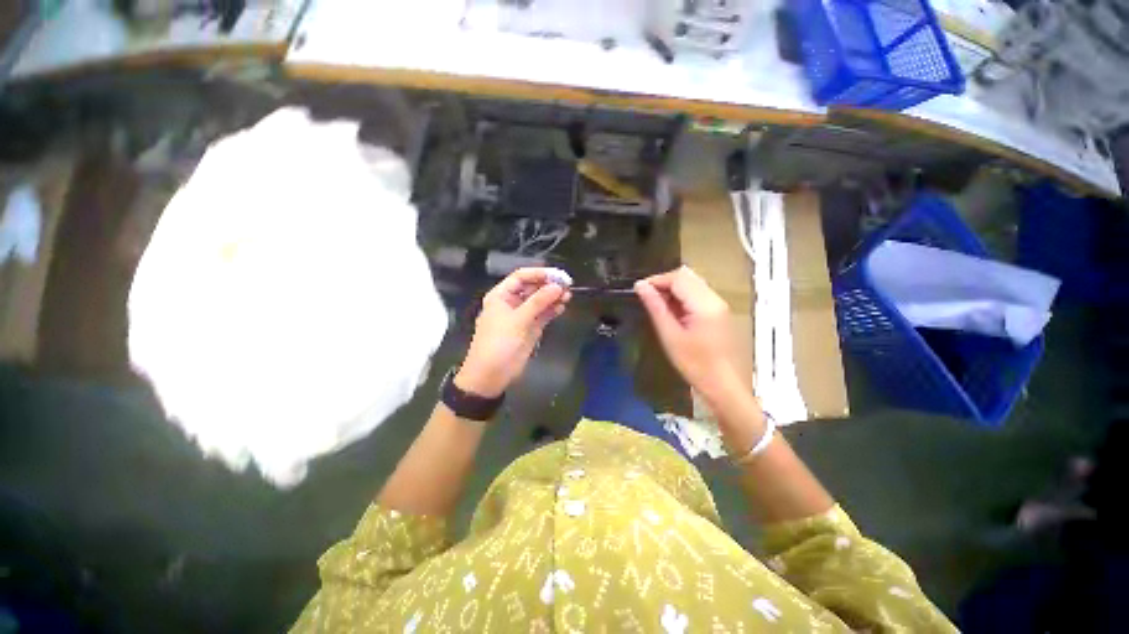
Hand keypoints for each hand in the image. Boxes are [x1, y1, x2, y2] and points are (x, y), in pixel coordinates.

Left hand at [456, 268, 570, 397]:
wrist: (491, 375)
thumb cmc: (498, 343)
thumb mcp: (517, 320)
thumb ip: (538, 302)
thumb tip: (558, 286)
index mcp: (501, 295)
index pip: (521, 276)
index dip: (539, 273)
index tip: (559, 276)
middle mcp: (511, 303)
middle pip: (532, 288)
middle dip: (549, 285)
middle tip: (567, 286)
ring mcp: (521, 316)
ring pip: (539, 301)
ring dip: (553, 298)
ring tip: (568, 296)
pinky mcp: (529, 329)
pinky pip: (542, 315)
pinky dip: (552, 311)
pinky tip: (562, 307)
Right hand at [634, 266, 739, 396]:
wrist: (722, 385)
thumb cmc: (694, 364)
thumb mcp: (670, 335)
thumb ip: (656, 307)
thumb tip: (640, 286)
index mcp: (704, 304)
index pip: (678, 278)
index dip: (656, 280)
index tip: (638, 289)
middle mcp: (715, 298)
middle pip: (687, 276)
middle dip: (664, 282)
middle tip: (647, 297)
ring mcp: (719, 304)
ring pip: (693, 283)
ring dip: (673, 289)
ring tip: (657, 304)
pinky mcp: (719, 312)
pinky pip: (698, 294)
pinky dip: (682, 296)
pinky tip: (673, 311)